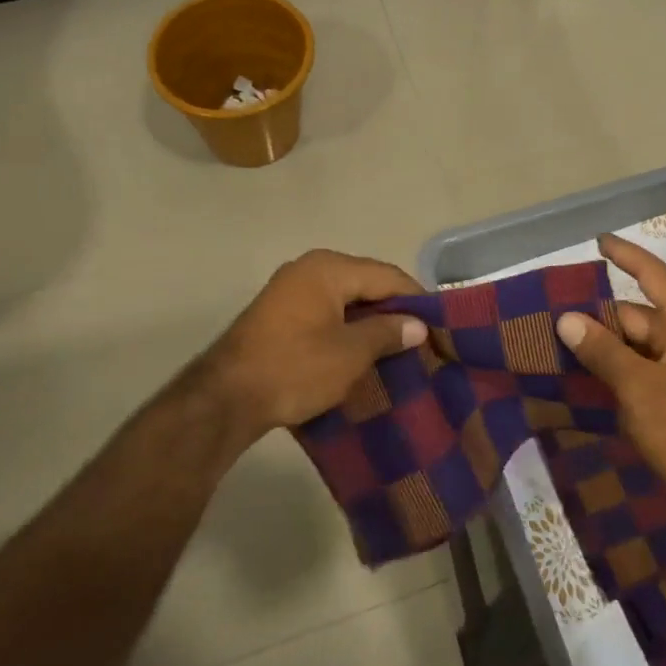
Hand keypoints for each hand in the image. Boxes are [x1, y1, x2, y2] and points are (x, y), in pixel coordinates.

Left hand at [197, 249, 426, 444]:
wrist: (225, 398)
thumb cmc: (295, 368)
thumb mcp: (350, 353)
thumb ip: (387, 332)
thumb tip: (418, 324)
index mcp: (329, 268)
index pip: (387, 275)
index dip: (416, 298)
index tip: (439, 325)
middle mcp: (310, 267)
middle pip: (366, 282)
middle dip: (393, 309)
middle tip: (420, 338)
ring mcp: (290, 288)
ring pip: (345, 298)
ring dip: (369, 320)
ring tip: (396, 347)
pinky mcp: (279, 312)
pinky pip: (326, 310)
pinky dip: (346, 326)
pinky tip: (361, 350)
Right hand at [556, 234, 665, 518]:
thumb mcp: (640, 387)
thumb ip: (602, 350)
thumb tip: (567, 319)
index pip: (654, 275)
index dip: (627, 256)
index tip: (598, 241)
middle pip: (636, 315)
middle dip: (597, 317)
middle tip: (551, 316)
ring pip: (634, 347)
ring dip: (601, 348)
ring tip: (554, 344)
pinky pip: (638, 374)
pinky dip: (613, 373)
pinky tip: (579, 379)